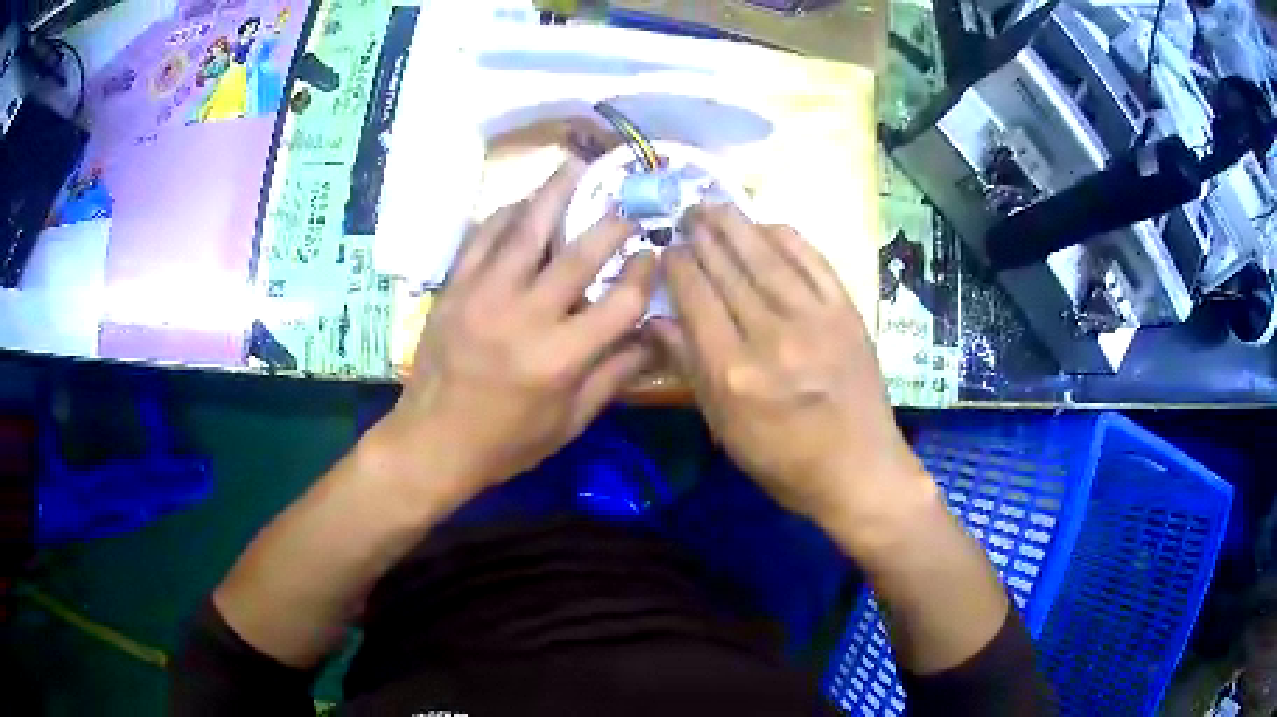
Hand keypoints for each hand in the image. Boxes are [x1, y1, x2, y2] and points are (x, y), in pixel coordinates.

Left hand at [376, 158, 656, 511]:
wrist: (432, 442)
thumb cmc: (506, 443)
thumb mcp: (569, 422)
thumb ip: (615, 376)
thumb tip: (655, 336)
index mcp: (561, 359)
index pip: (620, 302)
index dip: (644, 273)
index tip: (653, 255)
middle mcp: (525, 318)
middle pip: (579, 255)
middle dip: (612, 222)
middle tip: (628, 200)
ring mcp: (484, 296)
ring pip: (526, 230)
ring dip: (555, 193)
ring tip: (575, 165)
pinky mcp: (455, 289)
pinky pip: (482, 238)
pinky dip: (504, 215)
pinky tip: (521, 201)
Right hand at [649, 205, 923, 523]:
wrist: (859, 470)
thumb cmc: (784, 462)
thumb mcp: (725, 429)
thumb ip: (690, 369)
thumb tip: (656, 321)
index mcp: (734, 372)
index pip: (696, 298)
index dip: (677, 266)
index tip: (666, 249)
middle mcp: (771, 336)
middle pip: (728, 271)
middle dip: (702, 236)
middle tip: (685, 213)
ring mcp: (815, 320)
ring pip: (767, 258)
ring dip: (737, 225)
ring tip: (714, 205)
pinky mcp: (847, 313)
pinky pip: (813, 263)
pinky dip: (788, 239)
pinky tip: (767, 224)